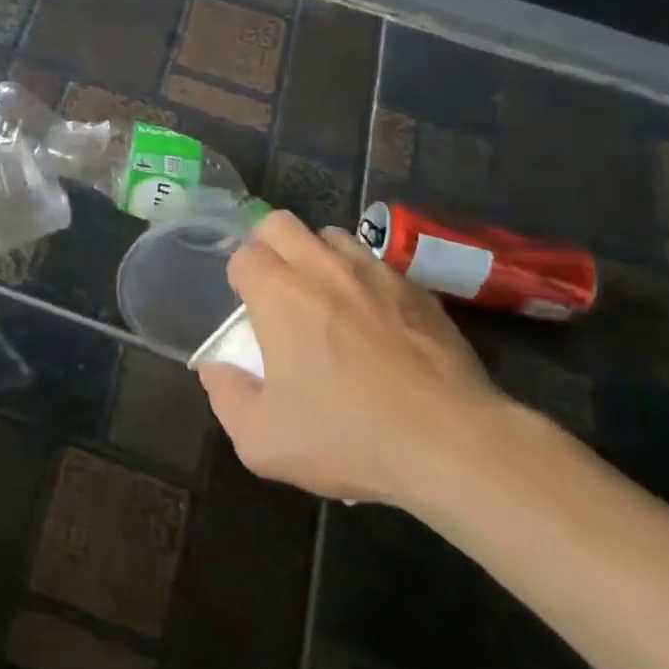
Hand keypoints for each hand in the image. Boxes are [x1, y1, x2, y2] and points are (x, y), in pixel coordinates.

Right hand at [198, 210, 504, 505]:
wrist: (452, 444)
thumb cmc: (347, 437)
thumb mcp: (261, 440)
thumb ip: (225, 397)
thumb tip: (216, 368)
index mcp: (279, 294)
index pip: (243, 254)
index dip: (240, 278)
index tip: (249, 311)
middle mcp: (323, 268)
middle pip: (280, 224)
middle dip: (268, 247)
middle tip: (276, 291)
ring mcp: (375, 273)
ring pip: (331, 236)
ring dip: (317, 256)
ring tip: (325, 298)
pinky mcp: (417, 289)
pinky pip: (377, 264)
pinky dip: (363, 280)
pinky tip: (375, 322)